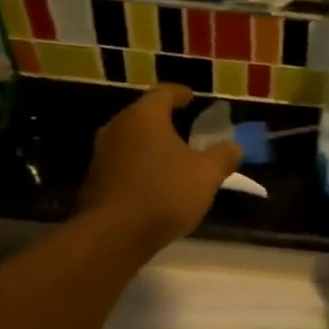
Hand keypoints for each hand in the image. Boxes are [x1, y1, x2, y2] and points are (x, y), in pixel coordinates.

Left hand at [79, 86, 242, 255]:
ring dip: (149, 146)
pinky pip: (122, 165)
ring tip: (170, 159)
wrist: (114, 235)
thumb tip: (233, 146)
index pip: (164, 93)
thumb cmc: (165, 194)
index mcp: (144, 117)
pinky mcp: (94, 180)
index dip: (180, 93)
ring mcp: (101, 154)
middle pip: (143, 116)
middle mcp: (117, 127)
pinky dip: (138, 168)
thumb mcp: (206, 175)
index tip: (192, 97)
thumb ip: (223, 156)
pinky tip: (152, 184)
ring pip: (130, 141)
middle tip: (184, 129)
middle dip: (164, 121)